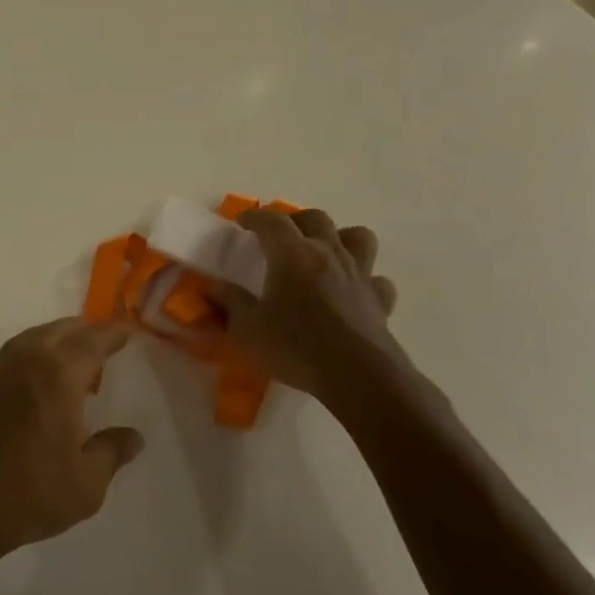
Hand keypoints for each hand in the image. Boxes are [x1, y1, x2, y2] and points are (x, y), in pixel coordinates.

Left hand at [0, 319, 143, 573]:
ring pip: (32, 338)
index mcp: (57, 373)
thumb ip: (112, 451)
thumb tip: (134, 436)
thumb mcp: (86, 483)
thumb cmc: (27, 493)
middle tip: (104, 342)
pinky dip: (30, 355)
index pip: (92, 340)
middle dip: (85, 331)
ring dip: (55, 340)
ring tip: (73, 360)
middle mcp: (25, 358)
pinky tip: (33, 379)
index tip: (128, 330)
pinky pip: (10, 354)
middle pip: (60, 330)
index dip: (113, 333)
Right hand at [211, 207, 407, 401]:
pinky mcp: (380, 300)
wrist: (358, 377)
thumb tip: (214, 286)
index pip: (271, 220)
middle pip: (316, 218)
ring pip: (358, 237)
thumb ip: (230, 303)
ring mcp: (359, 275)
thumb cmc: (296, 347)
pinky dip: (365, 279)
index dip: (254, 217)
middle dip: (295, 220)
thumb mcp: (248, 328)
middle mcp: (328, 254)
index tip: (241, 223)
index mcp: (292, 254)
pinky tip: (352, 291)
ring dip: (340, 238)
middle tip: (280, 236)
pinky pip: (376, 278)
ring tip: (324, 253)